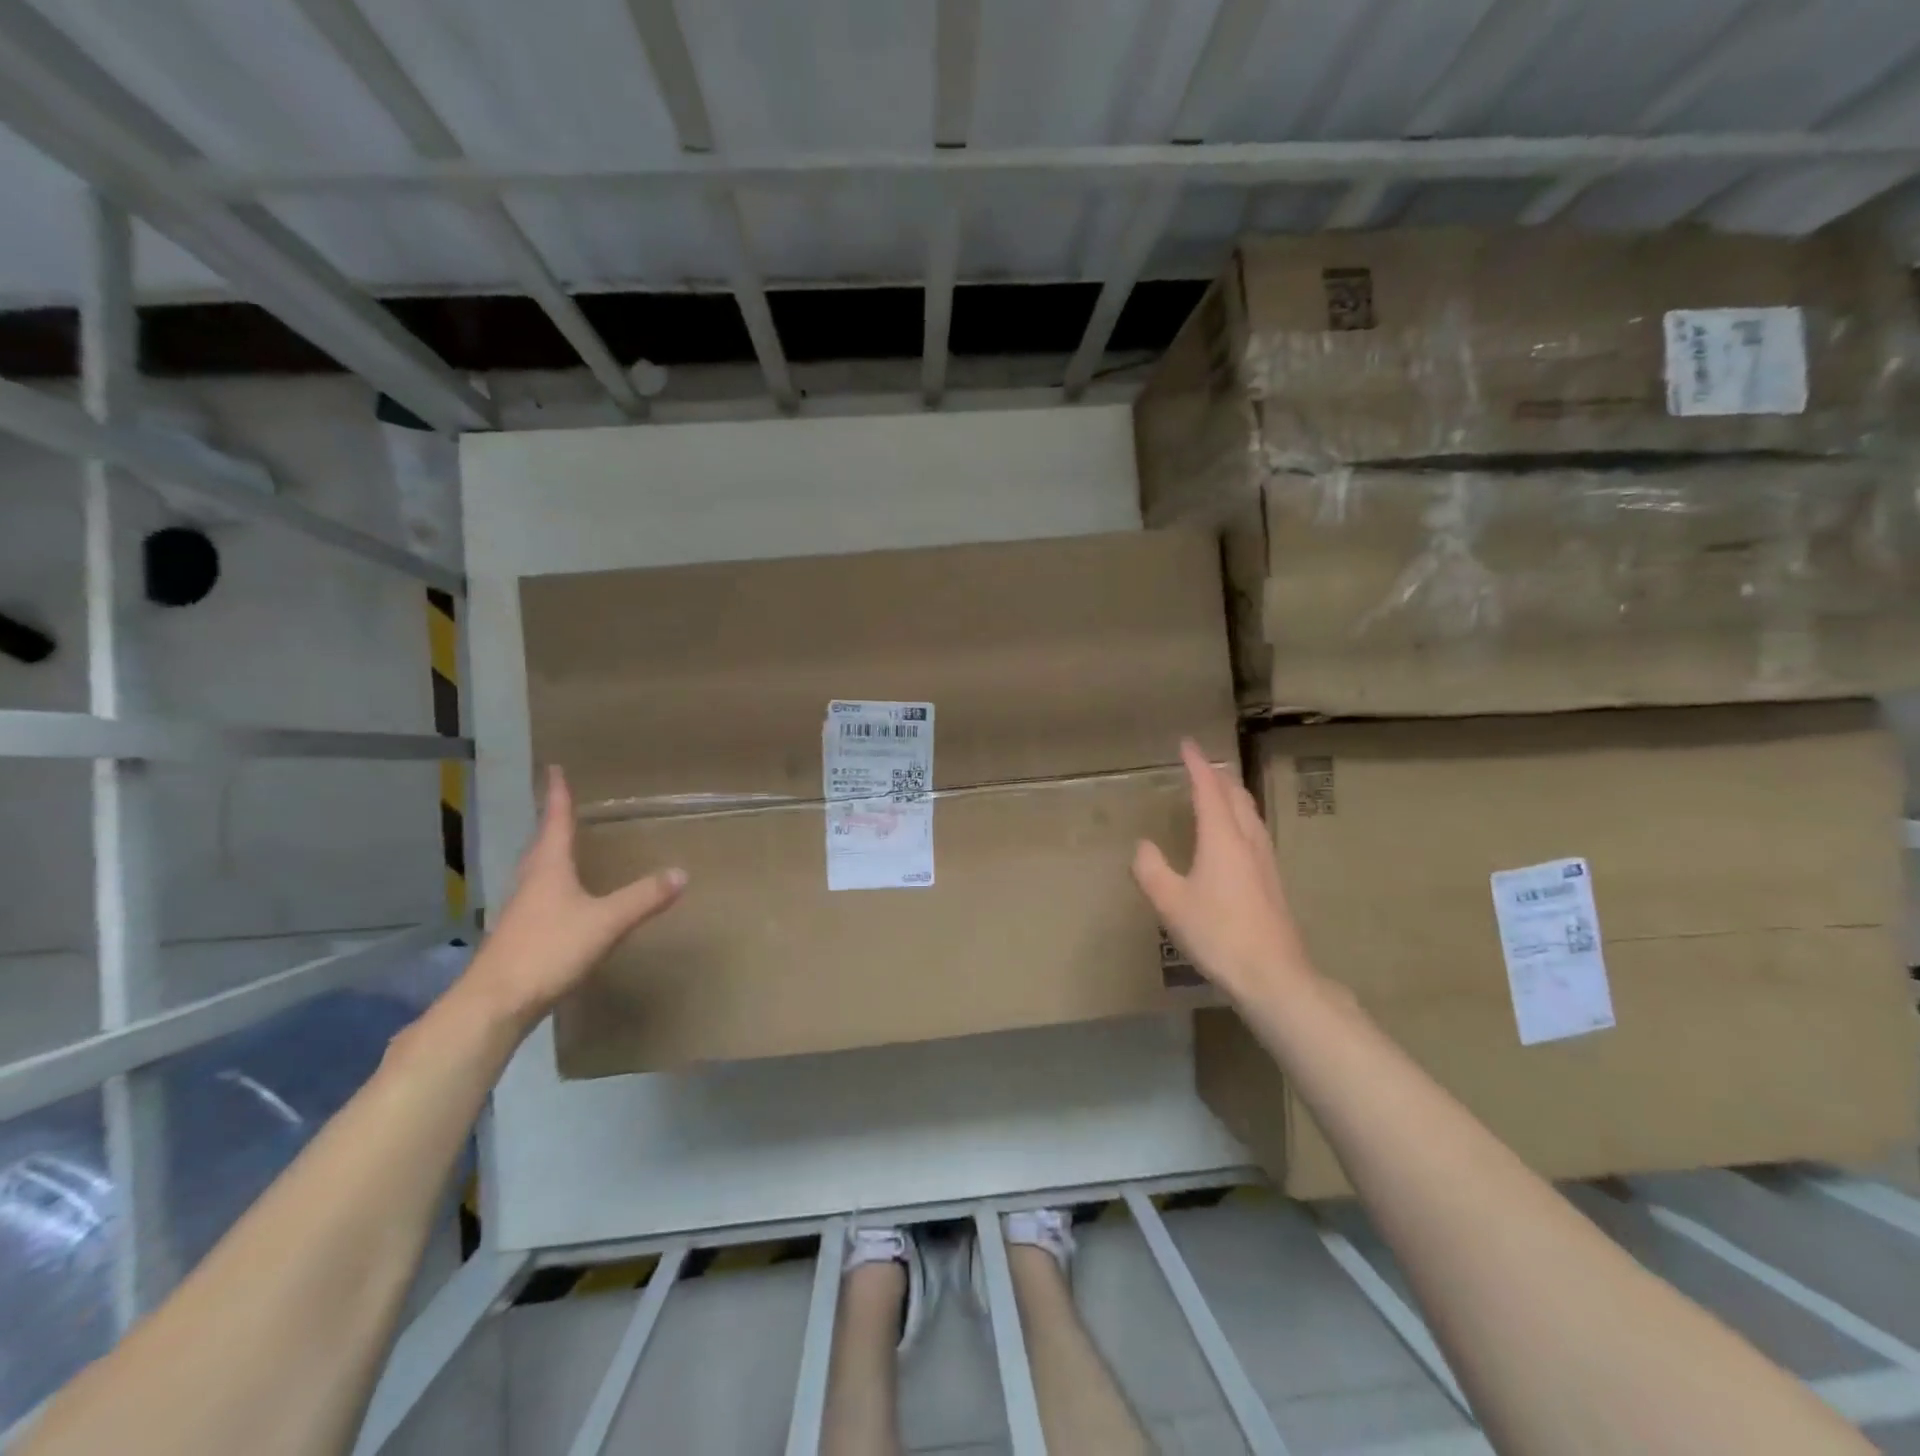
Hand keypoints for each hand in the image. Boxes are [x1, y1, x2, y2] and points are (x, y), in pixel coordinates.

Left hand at [462, 766, 686, 1028]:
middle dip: (552, 821)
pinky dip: (553, 884)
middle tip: (561, 802)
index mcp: (548, 868)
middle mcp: (531, 882)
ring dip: (550, 852)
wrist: (494, 1004)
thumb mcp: (605, 922)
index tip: (553, 768)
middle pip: (541, 843)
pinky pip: (540, 896)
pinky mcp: (520, 935)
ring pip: (538, 870)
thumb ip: (643, 898)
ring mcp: (522, 910)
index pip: (554, 822)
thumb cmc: (548, 950)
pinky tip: (564, 898)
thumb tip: (681, 872)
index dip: (556, 795)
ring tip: (565, 844)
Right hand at [1133, 739, 1313, 1004]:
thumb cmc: (1217, 933)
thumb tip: (1143, 846)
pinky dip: (1240, 817)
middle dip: (1218, 775)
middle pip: (1236, 795)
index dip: (1196, 765)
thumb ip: (1151, 869)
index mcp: (1222, 838)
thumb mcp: (1170, 902)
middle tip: (1201, 764)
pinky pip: (1254, 831)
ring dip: (1233, 794)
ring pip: (1250, 813)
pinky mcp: (1272, 881)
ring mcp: (1265, 861)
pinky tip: (1235, 835)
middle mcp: (1247, 841)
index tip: (1186, 743)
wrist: (1273, 975)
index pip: (1208, 789)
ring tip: (1219, 789)